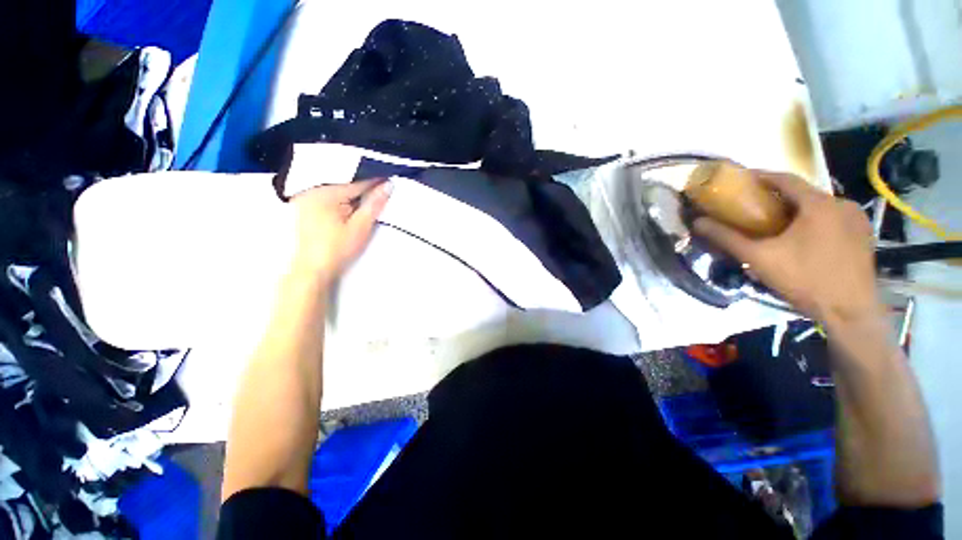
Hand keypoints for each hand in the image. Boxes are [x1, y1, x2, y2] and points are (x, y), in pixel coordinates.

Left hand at [288, 179, 391, 283]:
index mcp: (324, 192)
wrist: (312, 270)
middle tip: (381, 189)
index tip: (390, 180)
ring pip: (336, 188)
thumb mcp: (361, 226)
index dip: (375, 182)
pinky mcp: (303, 207)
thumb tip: (388, 185)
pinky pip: (326, 195)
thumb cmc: (337, 249)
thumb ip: (374, 204)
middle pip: (344, 182)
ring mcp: (304, 198)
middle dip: (363, 186)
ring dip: (352, 192)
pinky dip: (340, 198)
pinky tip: (349, 205)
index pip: (356, 182)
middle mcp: (310, 189)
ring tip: (368, 197)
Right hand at [693, 171, 880, 327]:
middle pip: (803, 193)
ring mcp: (857, 219)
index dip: (760, 176)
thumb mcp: (759, 258)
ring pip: (819, 206)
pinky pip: (833, 218)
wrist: (851, 312)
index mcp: (818, 204)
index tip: (741, 180)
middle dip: (778, 197)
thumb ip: (727, 238)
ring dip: (797, 210)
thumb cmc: (804, 279)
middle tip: (755, 208)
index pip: (785, 179)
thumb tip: (698, 223)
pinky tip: (804, 237)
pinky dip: (815, 221)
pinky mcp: (864, 235)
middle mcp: (842, 204)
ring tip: (778, 224)